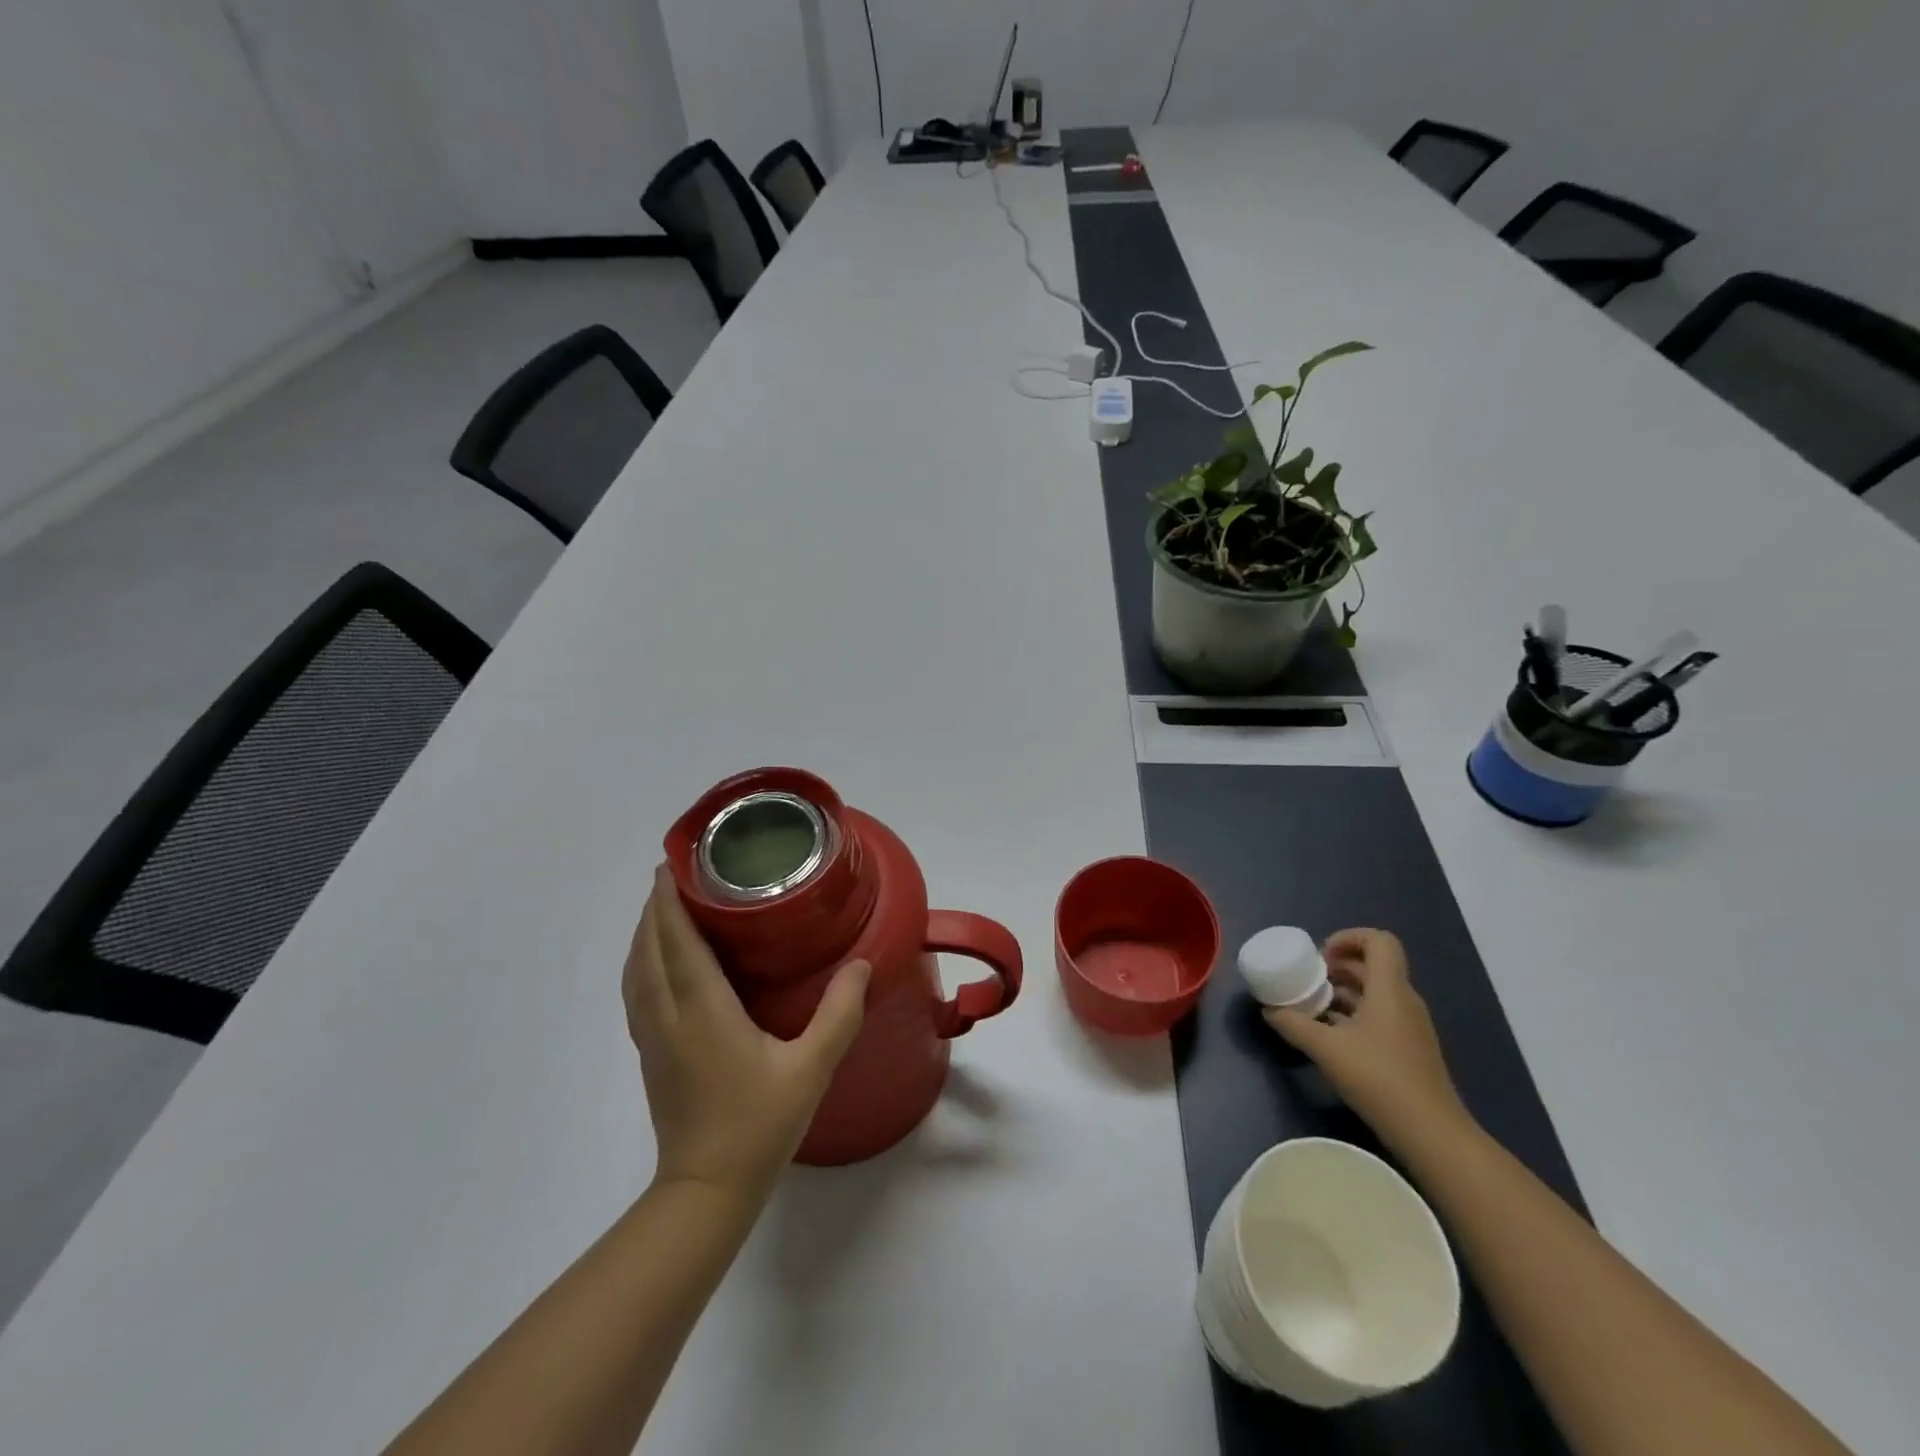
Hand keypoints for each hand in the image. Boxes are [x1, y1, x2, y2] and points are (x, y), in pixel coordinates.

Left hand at [624, 865, 869, 1199]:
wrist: (706, 1190)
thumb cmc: (758, 1124)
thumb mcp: (811, 1069)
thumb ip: (839, 1014)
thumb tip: (861, 964)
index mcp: (703, 1010)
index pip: (678, 941)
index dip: (671, 901)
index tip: (673, 865)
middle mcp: (669, 1015)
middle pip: (650, 948)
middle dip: (656, 907)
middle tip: (677, 872)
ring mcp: (653, 1036)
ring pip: (636, 970)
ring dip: (645, 933)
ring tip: (666, 907)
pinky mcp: (650, 1054)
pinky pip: (637, 991)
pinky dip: (642, 962)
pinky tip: (659, 962)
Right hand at [1264, 928, 1472, 1151]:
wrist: (1431, 1134)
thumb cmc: (1379, 1079)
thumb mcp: (1325, 1049)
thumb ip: (1293, 1024)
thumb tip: (1268, 1010)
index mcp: (1389, 990)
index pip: (1379, 940)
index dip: (1349, 937)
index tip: (1320, 956)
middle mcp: (1403, 1000)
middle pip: (1373, 965)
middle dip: (1337, 966)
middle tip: (1307, 980)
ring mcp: (1409, 1026)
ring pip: (1374, 992)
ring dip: (1342, 991)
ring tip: (1311, 1006)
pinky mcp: (1408, 1048)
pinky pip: (1378, 1015)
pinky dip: (1352, 1014)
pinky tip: (1329, 1035)